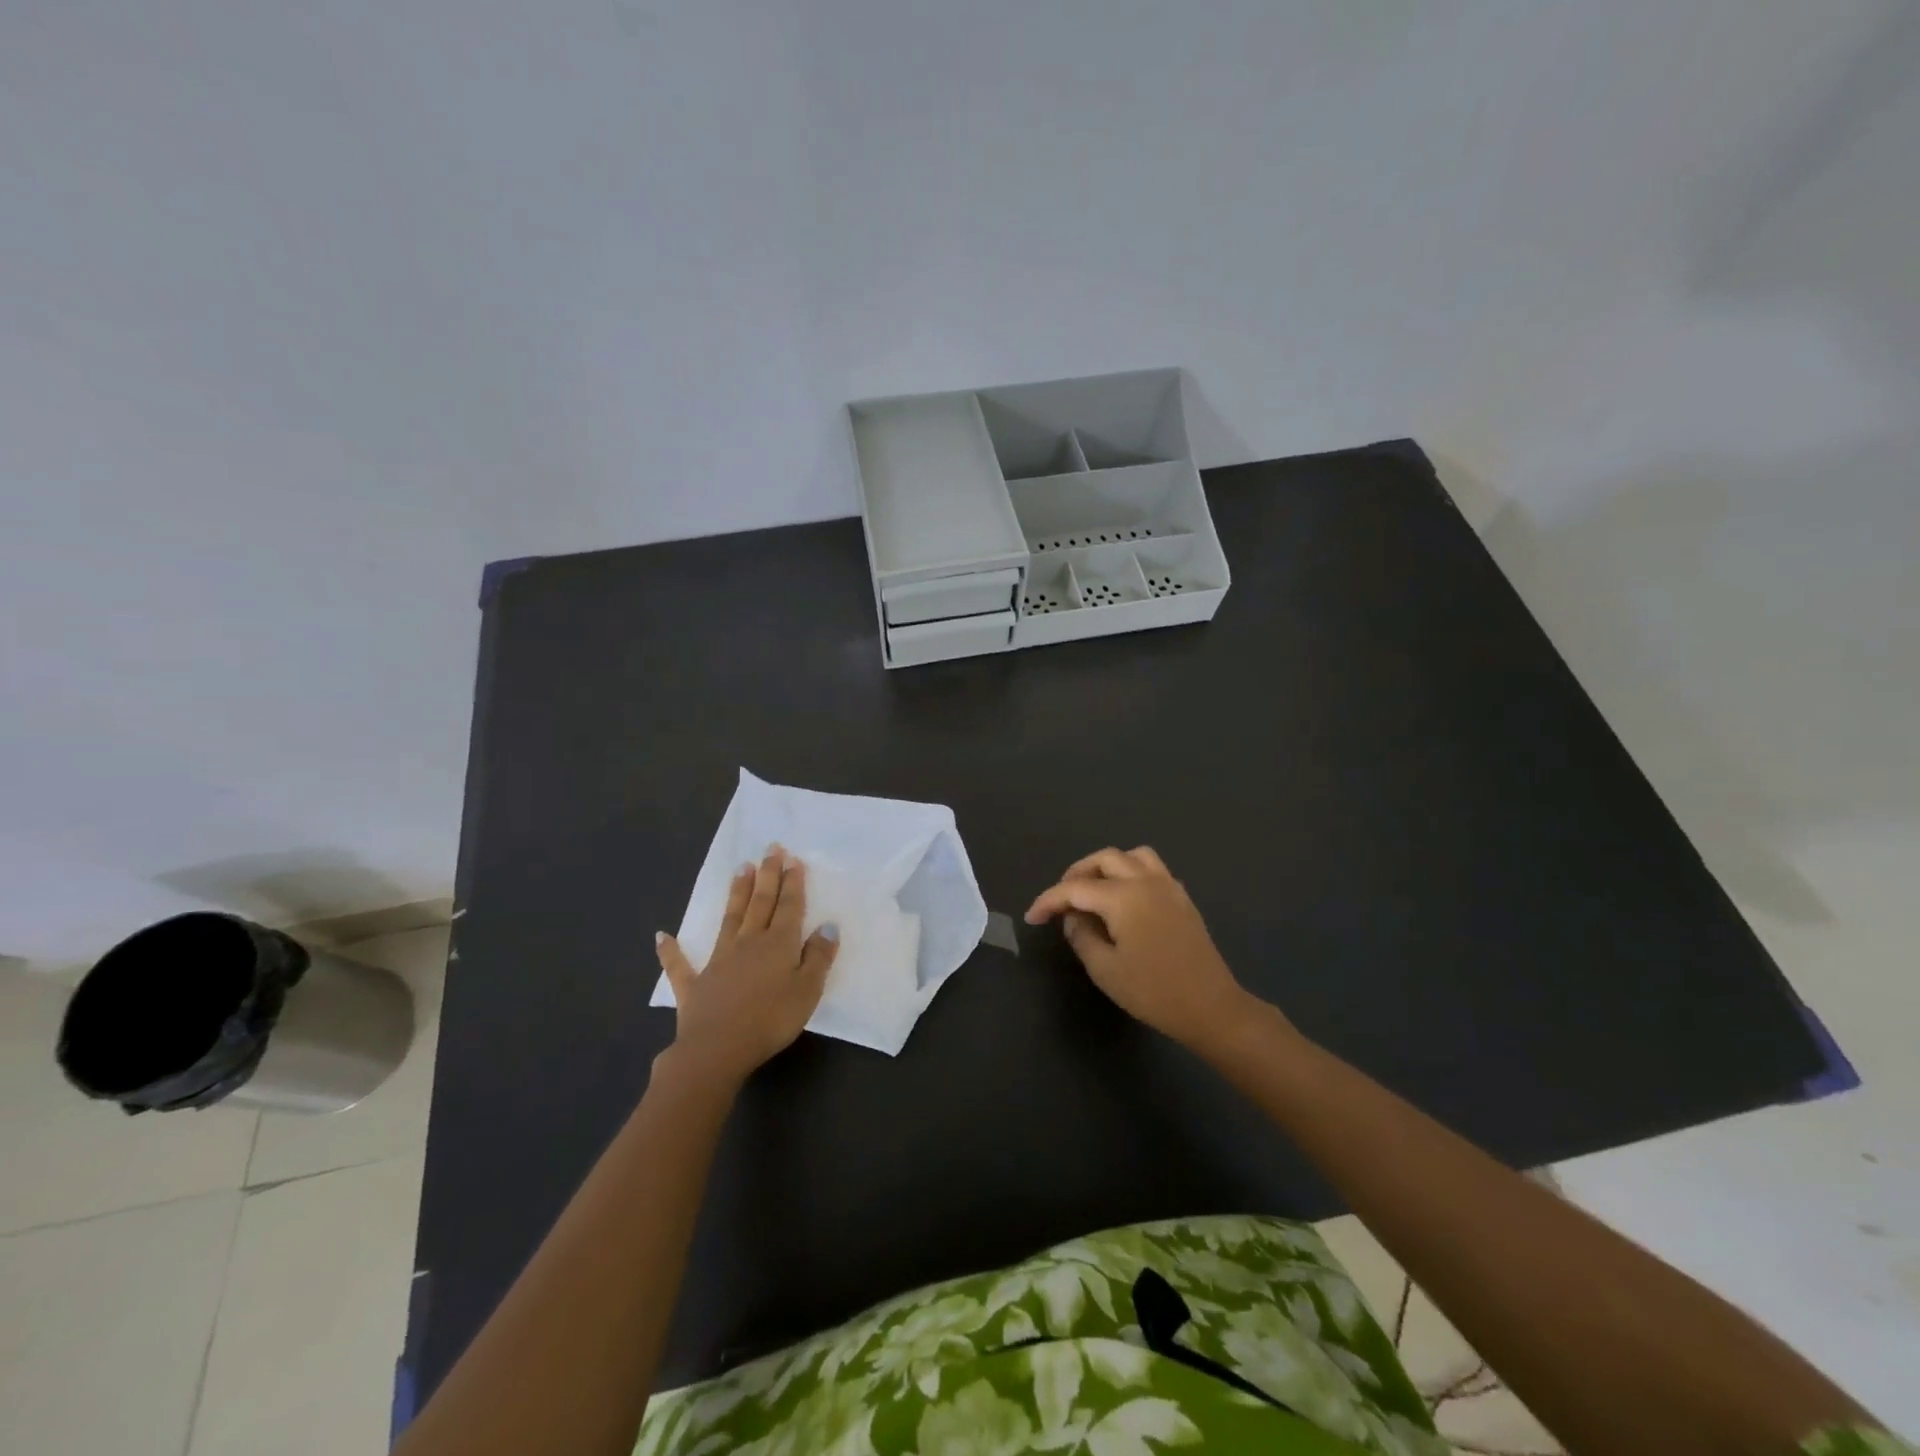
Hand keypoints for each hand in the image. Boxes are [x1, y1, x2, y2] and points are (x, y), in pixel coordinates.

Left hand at [655, 847, 838, 1085]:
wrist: (718, 1049)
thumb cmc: (771, 1020)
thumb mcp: (808, 990)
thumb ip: (818, 957)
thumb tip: (827, 927)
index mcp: (778, 944)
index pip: (789, 907)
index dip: (792, 883)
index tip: (793, 859)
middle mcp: (749, 943)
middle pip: (761, 903)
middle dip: (767, 875)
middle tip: (770, 849)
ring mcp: (719, 961)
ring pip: (730, 919)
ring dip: (736, 894)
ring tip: (741, 869)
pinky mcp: (695, 984)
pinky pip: (681, 965)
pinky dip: (671, 951)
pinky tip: (662, 936)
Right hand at [1025, 846, 1260, 1052]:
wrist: (1211, 1007)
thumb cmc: (1153, 992)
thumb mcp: (1105, 969)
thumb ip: (1081, 937)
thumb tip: (1073, 919)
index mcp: (1123, 897)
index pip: (1075, 889)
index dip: (1049, 901)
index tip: (1032, 917)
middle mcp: (1146, 881)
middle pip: (1104, 859)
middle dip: (1077, 874)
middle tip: (1062, 900)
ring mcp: (1169, 886)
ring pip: (1132, 856)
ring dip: (1107, 867)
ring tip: (1093, 891)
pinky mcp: (1182, 899)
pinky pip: (1152, 869)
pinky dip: (1131, 874)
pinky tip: (1125, 901)